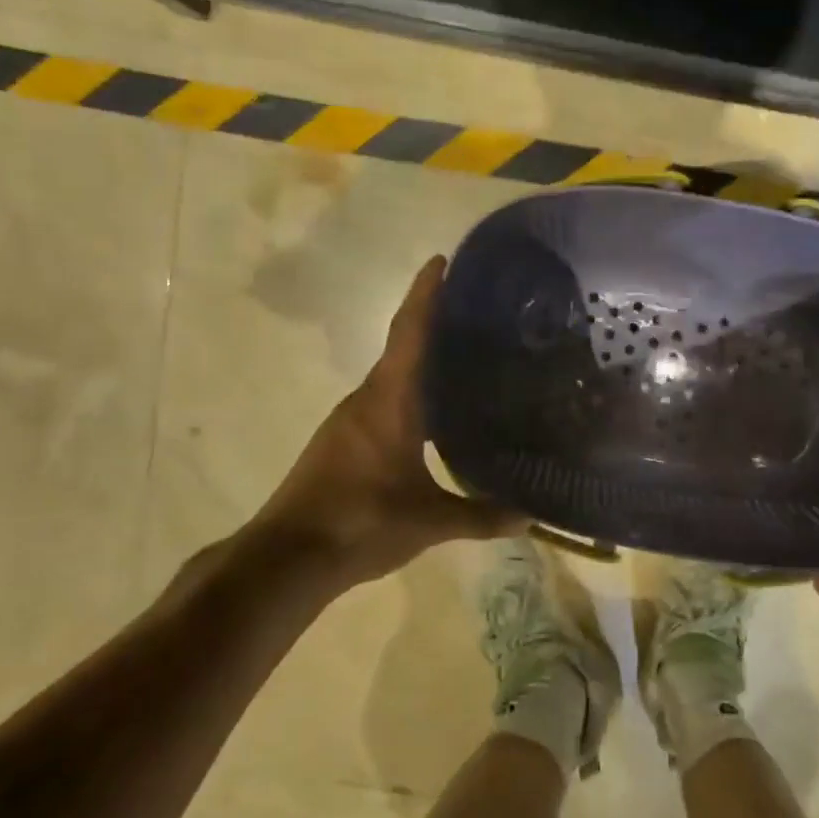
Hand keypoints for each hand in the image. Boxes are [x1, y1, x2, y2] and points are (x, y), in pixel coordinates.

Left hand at [234, 256, 525, 585]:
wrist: (287, 557)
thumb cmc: (360, 523)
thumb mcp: (429, 521)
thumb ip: (481, 516)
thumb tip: (530, 517)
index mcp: (389, 402)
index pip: (409, 333)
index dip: (425, 294)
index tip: (441, 260)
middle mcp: (366, 400)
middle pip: (401, 348)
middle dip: (432, 323)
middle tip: (475, 314)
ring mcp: (349, 421)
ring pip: (391, 377)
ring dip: (420, 361)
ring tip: (463, 358)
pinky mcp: (342, 442)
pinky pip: (382, 401)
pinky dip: (409, 392)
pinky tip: (432, 412)